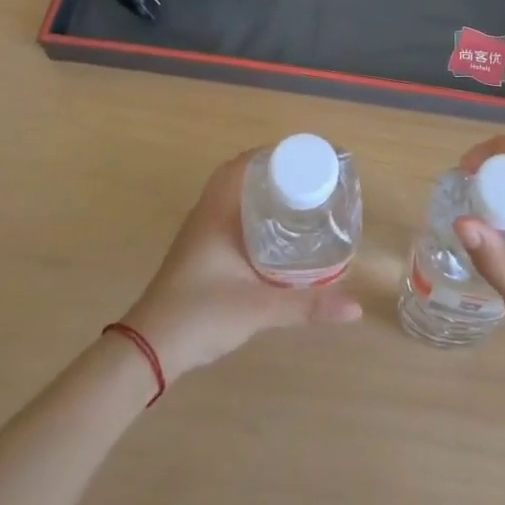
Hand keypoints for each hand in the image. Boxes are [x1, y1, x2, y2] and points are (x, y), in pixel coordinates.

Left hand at [120, 150, 361, 381]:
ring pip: (232, 198)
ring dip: (260, 193)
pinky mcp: (198, 253)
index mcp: (217, 212)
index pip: (243, 164)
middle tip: (308, 181)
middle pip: (239, 177)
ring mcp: (199, 234)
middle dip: (273, 173)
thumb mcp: (260, 308)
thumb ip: (308, 305)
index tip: (305, 159)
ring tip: (298, 201)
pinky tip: (273, 235)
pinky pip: (228, 217)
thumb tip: (356, 307)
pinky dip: (251, 214)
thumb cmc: (201, 315)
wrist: (149, 350)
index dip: (273, 154)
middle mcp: (206, 215)